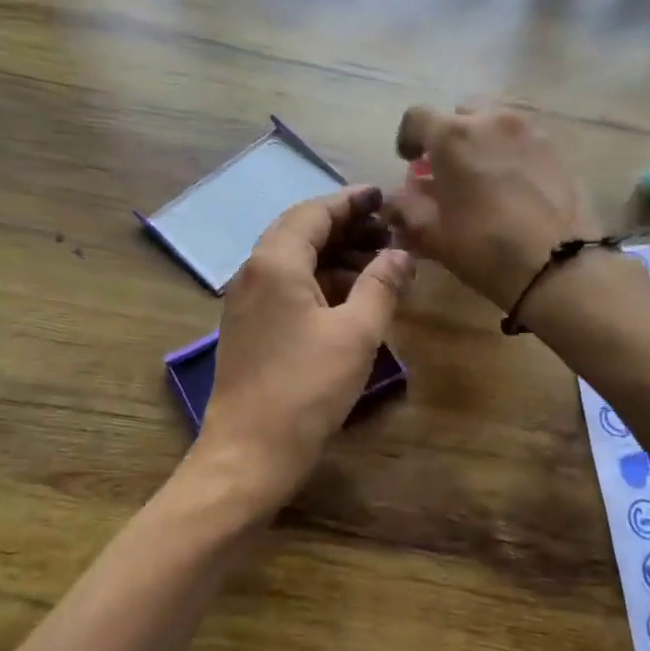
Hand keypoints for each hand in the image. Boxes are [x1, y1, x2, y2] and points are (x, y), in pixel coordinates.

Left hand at [195, 186, 414, 505]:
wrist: (249, 453)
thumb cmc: (306, 388)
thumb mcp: (356, 333)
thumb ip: (381, 285)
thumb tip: (402, 254)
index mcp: (275, 262)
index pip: (314, 212)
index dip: (352, 201)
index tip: (385, 197)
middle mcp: (253, 272)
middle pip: (301, 232)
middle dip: (347, 227)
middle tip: (389, 231)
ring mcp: (247, 302)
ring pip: (295, 261)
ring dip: (336, 256)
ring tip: (379, 264)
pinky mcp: (250, 328)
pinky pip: (288, 288)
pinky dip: (321, 282)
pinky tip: (352, 298)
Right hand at [385, 103, 594, 311]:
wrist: (558, 264)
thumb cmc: (484, 247)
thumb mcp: (433, 235)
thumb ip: (405, 211)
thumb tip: (391, 203)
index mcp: (452, 135)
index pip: (417, 117)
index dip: (408, 138)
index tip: (409, 161)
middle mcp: (491, 120)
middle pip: (460, 113)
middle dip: (449, 136)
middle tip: (447, 170)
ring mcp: (529, 131)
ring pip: (495, 123)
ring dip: (481, 142)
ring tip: (482, 178)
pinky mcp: (556, 149)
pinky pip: (523, 140)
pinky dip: (510, 153)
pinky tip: (512, 187)